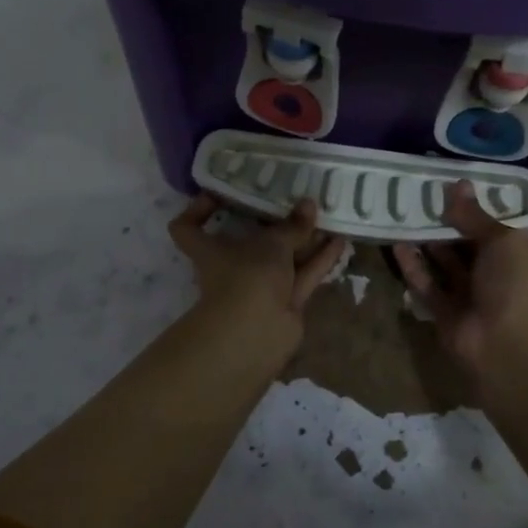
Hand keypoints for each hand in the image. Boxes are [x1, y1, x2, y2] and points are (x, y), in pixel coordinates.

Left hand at [168, 194, 349, 334]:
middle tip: (295, 196)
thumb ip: (292, 225)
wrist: (257, 334)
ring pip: (284, 257)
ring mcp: (261, 285)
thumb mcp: (271, 244)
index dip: (198, 209)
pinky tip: (340, 240)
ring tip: (327, 213)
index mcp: (211, 249)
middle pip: (250, 239)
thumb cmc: (248, 277)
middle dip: (274, 221)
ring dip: (304, 239)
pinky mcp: (287, 301)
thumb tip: (309, 203)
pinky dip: (320, 259)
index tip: (219, 193)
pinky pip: (304, 274)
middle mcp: (233, 266)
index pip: (188, 227)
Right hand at [392, 180, 527, 371]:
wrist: (506, 347)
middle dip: (447, 221)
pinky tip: (397, 244)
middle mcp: (496, 272)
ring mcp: (470, 293)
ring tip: (404, 213)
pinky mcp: (445, 311)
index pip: (498, 224)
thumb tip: (457, 185)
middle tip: (420, 194)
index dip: (478, 205)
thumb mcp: (502, 240)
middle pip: (468, 242)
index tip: (452, 184)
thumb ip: (475, 216)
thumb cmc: (514, 285)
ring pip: (445, 262)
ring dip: (427, 241)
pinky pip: (427, 283)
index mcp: (520, 254)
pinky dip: (413, 266)